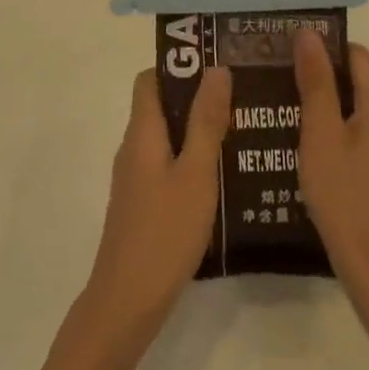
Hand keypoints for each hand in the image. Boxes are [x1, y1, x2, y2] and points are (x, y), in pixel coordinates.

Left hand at [84, 66, 231, 341]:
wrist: (126, 303)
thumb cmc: (164, 232)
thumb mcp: (196, 173)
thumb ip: (206, 121)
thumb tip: (216, 68)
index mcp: (142, 132)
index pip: (151, 79)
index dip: (180, 66)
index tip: (217, 66)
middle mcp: (134, 148)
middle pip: (162, 106)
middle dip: (197, 98)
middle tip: (241, 98)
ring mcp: (136, 178)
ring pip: (168, 138)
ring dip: (198, 130)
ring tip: (242, 132)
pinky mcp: (143, 204)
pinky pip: (168, 165)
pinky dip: (192, 160)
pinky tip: (224, 177)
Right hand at [293, 31, 368, 309]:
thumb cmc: (345, 197)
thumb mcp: (320, 135)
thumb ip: (315, 81)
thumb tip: (308, 33)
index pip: (352, 52)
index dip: (319, 51)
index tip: (285, 60)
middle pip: (359, 76)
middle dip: (323, 78)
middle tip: (281, 87)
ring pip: (364, 104)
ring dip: (332, 105)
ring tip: (291, 115)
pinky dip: (346, 128)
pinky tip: (317, 147)